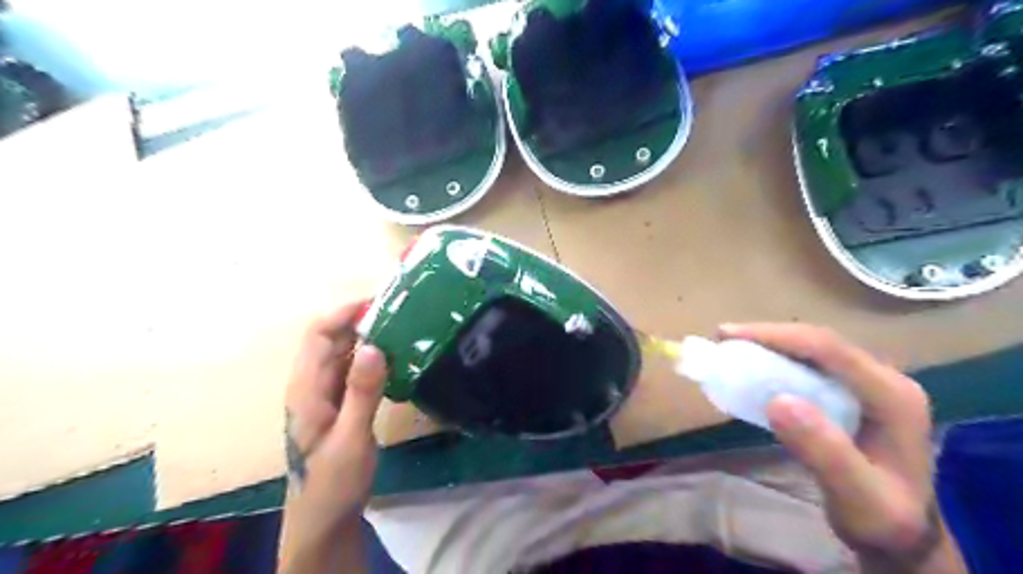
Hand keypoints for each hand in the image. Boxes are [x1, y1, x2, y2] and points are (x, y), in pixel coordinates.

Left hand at [278, 299, 388, 573]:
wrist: (324, 518)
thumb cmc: (332, 482)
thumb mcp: (350, 438)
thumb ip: (361, 392)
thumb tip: (373, 345)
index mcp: (306, 388)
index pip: (318, 333)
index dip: (345, 312)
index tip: (382, 302)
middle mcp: (313, 383)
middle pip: (333, 337)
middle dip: (363, 319)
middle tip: (403, 312)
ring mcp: (327, 392)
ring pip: (346, 351)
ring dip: (371, 336)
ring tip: (406, 327)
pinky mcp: (341, 401)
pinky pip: (356, 368)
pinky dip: (374, 357)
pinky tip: (400, 357)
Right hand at [717, 325, 969, 571]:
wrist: (902, 532)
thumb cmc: (880, 518)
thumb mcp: (856, 496)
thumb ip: (823, 451)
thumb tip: (777, 400)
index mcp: (893, 396)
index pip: (830, 350)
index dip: (777, 336)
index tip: (729, 337)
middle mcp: (884, 379)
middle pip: (820, 342)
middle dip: (768, 336)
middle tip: (723, 339)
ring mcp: (869, 384)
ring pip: (813, 349)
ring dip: (770, 345)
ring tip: (732, 348)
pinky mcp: (852, 392)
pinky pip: (809, 364)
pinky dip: (776, 360)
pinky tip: (754, 366)